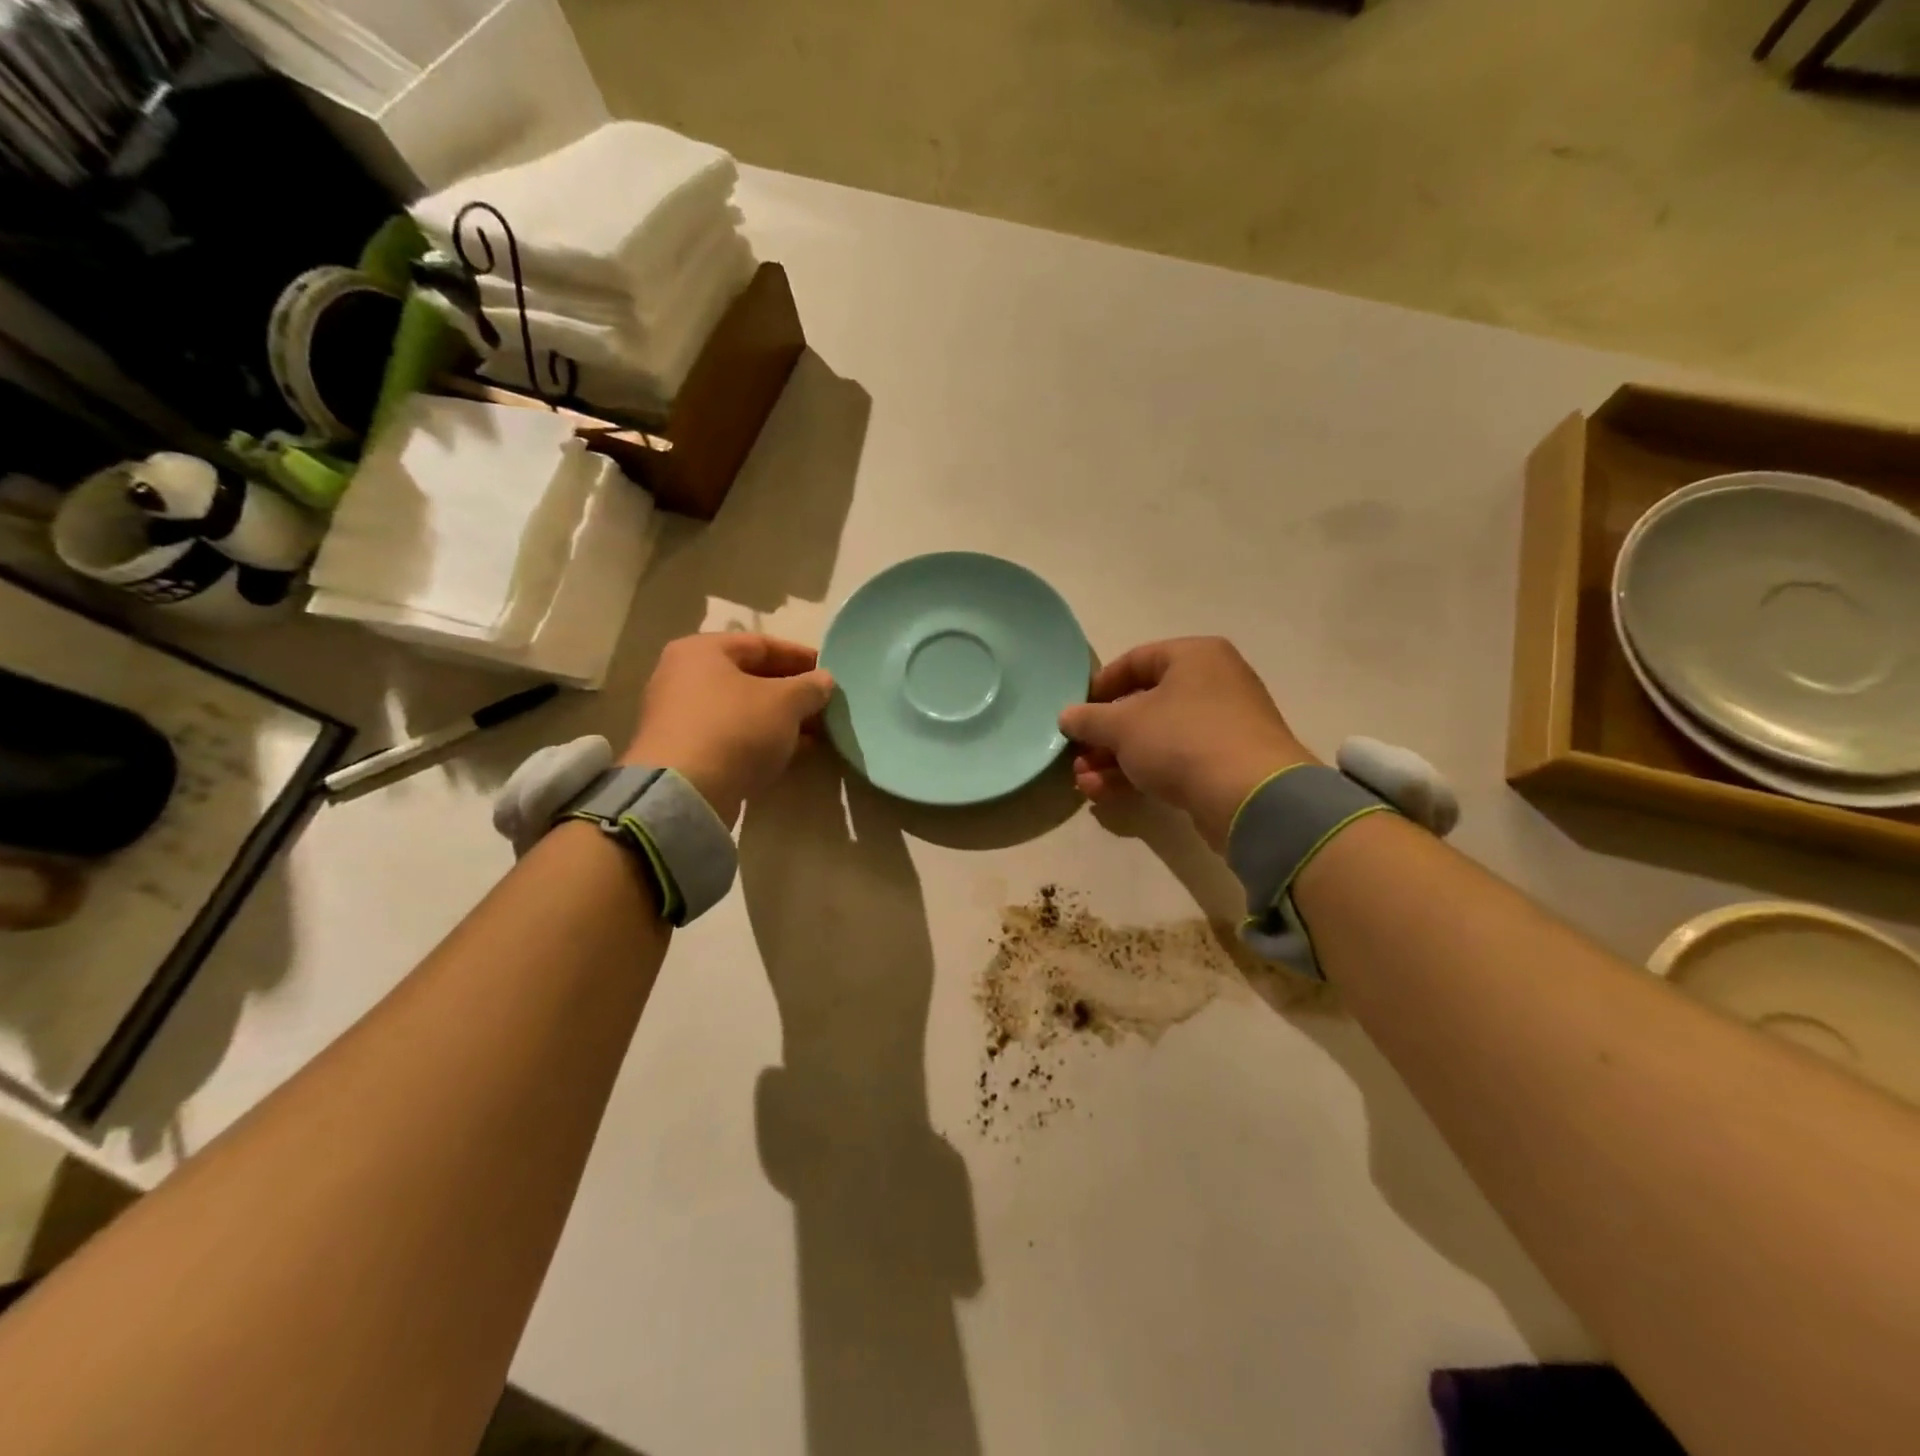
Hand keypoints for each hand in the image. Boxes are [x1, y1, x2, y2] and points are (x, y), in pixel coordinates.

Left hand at [623, 633, 833, 827]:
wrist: (685, 793)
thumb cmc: (736, 729)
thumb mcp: (786, 702)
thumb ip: (810, 687)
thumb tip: (824, 681)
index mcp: (702, 651)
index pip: (761, 644)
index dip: (800, 656)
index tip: (828, 671)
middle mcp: (683, 676)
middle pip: (750, 677)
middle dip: (791, 692)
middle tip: (824, 704)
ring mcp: (680, 716)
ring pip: (742, 709)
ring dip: (780, 719)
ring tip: (816, 731)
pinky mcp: (684, 752)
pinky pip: (731, 736)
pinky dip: (761, 740)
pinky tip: (792, 752)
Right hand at [1060, 637, 1313, 848]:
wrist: (1250, 797)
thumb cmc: (1182, 739)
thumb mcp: (1123, 725)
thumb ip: (1090, 719)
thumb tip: (1067, 716)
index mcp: (1195, 657)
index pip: (1136, 660)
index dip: (1099, 686)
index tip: (1076, 712)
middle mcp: (1213, 683)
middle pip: (1144, 704)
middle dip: (1104, 735)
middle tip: (1077, 756)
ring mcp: (1223, 726)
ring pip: (1156, 737)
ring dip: (1115, 759)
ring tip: (1083, 782)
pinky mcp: (1225, 764)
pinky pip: (1174, 761)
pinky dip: (1140, 773)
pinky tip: (1106, 793)